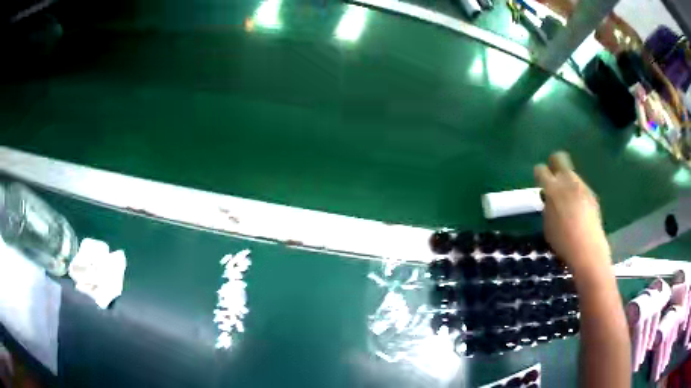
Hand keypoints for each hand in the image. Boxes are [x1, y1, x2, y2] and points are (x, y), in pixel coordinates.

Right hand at [534, 152, 610, 275]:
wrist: (588, 250)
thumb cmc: (562, 242)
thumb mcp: (547, 225)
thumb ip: (547, 206)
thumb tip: (548, 198)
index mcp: (552, 188)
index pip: (540, 170)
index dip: (538, 174)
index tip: (539, 182)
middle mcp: (568, 181)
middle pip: (559, 158)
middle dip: (554, 164)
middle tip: (553, 178)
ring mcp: (582, 186)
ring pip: (572, 174)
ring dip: (567, 182)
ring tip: (568, 200)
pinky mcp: (592, 194)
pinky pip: (581, 187)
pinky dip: (577, 193)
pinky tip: (579, 210)